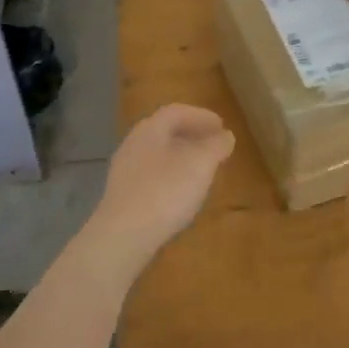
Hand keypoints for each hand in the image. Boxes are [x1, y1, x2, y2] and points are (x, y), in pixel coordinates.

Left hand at [85, 104, 234, 280]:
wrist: (123, 236)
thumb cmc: (165, 192)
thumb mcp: (200, 165)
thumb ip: (215, 146)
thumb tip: (225, 136)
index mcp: (150, 130)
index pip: (176, 112)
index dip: (201, 116)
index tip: (222, 126)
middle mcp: (133, 144)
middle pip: (164, 131)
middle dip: (191, 135)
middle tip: (213, 145)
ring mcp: (124, 171)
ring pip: (157, 154)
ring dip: (181, 156)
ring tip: (202, 169)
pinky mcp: (123, 195)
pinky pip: (151, 175)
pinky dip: (170, 175)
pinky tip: (181, 193)